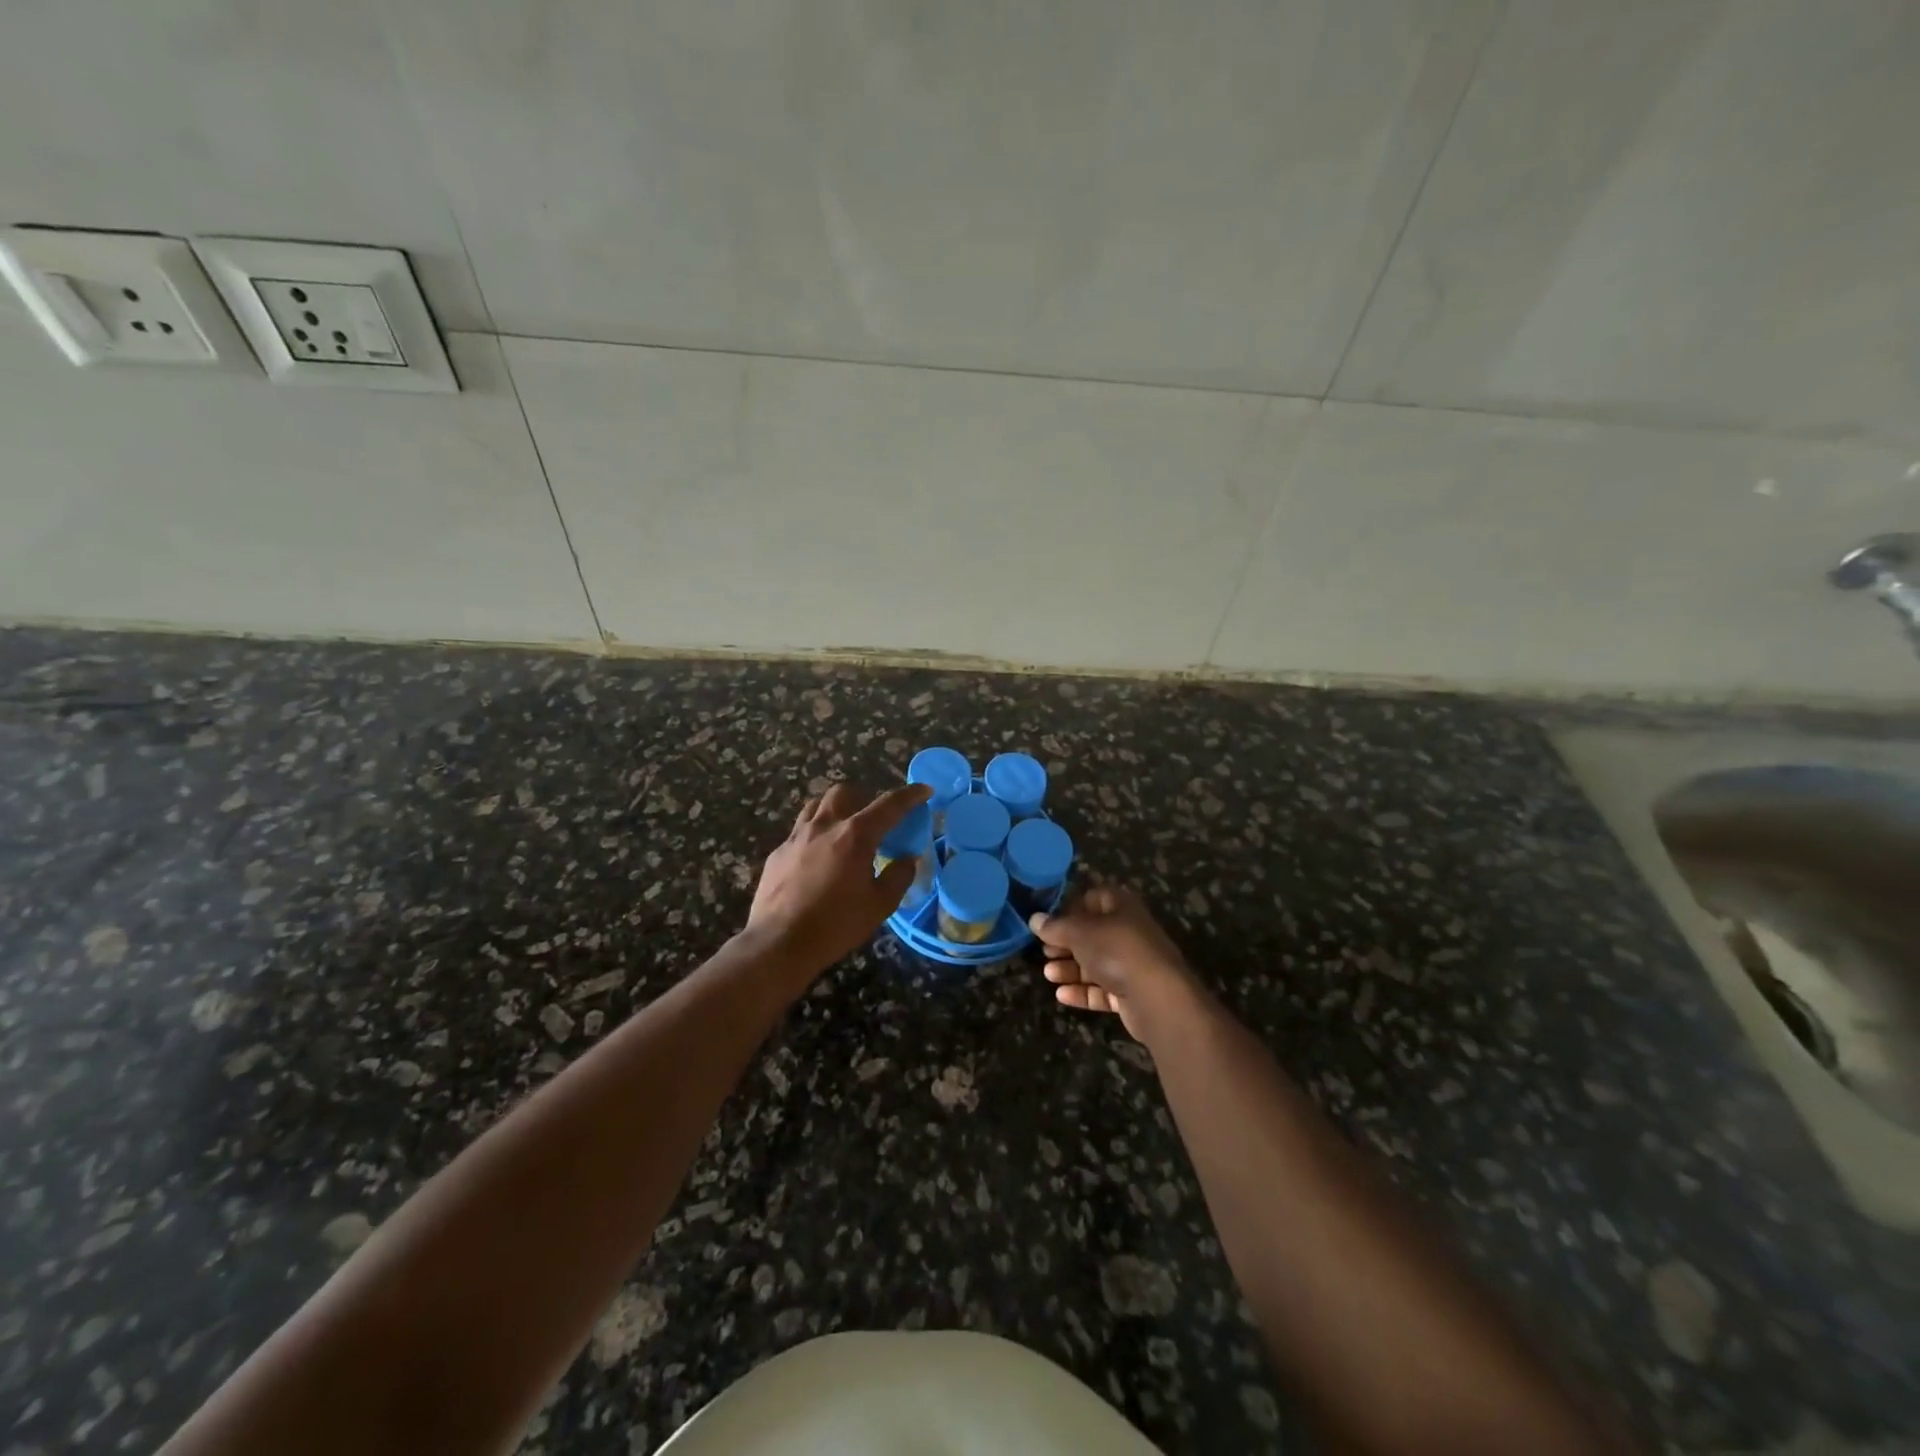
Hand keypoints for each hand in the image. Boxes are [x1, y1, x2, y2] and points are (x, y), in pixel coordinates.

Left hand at [747, 781, 931, 976]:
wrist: (779, 943)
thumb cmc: (836, 925)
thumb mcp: (879, 905)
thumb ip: (898, 876)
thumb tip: (907, 859)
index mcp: (855, 836)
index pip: (889, 805)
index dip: (910, 795)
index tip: (924, 790)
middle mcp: (825, 826)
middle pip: (845, 792)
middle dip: (864, 797)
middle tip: (874, 818)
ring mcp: (796, 837)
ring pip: (817, 805)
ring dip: (835, 809)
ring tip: (844, 829)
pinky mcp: (778, 853)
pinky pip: (800, 831)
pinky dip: (815, 834)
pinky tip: (817, 858)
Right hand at [1031, 885, 1204, 1044]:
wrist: (1157, 998)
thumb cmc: (1117, 951)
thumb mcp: (1080, 932)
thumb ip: (1056, 926)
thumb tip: (1035, 919)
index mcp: (1121, 907)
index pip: (1093, 898)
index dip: (1069, 908)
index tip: (1047, 922)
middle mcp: (1129, 932)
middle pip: (1092, 934)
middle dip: (1066, 943)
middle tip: (1044, 951)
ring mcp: (1132, 964)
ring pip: (1096, 963)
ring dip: (1070, 969)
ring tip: (1048, 974)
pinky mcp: (1132, 993)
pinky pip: (1103, 989)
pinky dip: (1083, 991)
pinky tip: (1062, 995)